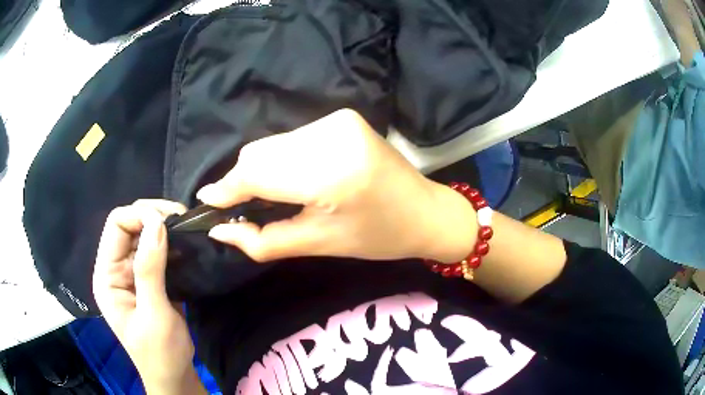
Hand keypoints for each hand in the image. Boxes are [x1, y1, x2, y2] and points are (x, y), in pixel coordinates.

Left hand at [93, 200, 205, 393]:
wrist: (174, 376)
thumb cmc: (160, 353)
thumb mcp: (154, 315)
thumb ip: (150, 270)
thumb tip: (157, 223)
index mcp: (107, 276)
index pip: (116, 225)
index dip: (140, 215)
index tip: (169, 222)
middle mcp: (115, 269)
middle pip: (129, 224)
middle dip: (153, 216)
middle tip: (182, 219)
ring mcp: (131, 274)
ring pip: (143, 234)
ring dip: (163, 228)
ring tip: (186, 229)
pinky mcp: (147, 280)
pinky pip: (155, 251)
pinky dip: (170, 243)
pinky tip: (184, 245)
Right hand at [197, 109, 477, 262]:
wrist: (425, 210)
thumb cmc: (377, 237)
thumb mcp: (317, 245)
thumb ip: (262, 240)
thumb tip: (218, 229)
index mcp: (330, 174)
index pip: (257, 172)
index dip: (226, 188)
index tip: (206, 202)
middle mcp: (331, 136)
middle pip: (259, 152)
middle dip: (241, 180)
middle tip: (238, 207)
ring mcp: (337, 120)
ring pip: (273, 143)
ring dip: (261, 169)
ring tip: (270, 196)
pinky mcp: (341, 116)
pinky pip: (292, 138)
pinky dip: (281, 158)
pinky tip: (292, 178)